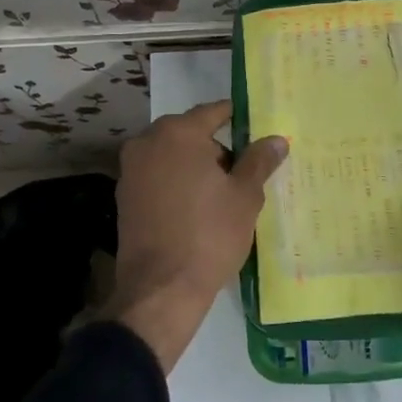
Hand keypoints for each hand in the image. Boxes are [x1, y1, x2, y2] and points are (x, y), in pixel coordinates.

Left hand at [111, 100, 287, 371]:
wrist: (161, 289)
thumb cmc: (210, 235)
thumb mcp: (245, 196)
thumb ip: (259, 161)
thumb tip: (276, 139)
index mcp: (178, 133)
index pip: (213, 112)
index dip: (237, 118)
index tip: (256, 128)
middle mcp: (147, 142)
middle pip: (190, 133)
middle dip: (216, 147)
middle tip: (244, 170)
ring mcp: (131, 170)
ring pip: (172, 156)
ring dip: (195, 166)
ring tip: (223, 193)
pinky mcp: (124, 197)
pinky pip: (158, 177)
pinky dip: (177, 183)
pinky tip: (197, 208)